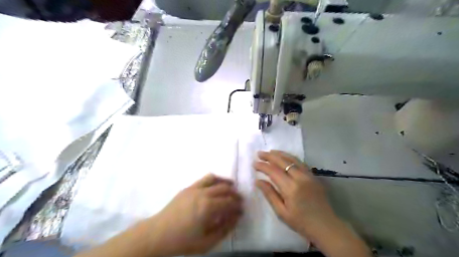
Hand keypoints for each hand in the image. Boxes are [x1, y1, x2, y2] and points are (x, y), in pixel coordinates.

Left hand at [146, 174, 242, 255]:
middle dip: (234, 194)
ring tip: (232, 187)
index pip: (229, 202)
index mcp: (207, 208)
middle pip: (224, 189)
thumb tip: (236, 217)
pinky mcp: (188, 187)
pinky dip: (214, 179)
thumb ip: (224, 229)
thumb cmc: (183, 241)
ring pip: (215, 179)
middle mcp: (203, 194)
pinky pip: (205, 179)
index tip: (242, 210)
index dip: (237, 206)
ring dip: (226, 182)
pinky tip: (216, 185)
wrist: (158, 234)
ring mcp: (194, 188)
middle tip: (239, 200)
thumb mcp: (207, 242)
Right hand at [252, 149, 335, 239]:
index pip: (273, 171)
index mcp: (291, 188)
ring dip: (280, 154)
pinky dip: (290, 158)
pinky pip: (300, 163)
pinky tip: (285, 157)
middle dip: (269, 156)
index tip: (254, 163)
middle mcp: (300, 178)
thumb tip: (258, 181)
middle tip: (259, 153)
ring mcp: (309, 175)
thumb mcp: (281, 212)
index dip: (263, 166)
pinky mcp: (314, 176)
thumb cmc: (301, 222)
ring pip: (292, 159)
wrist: (326, 227)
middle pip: (283, 162)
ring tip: (270, 152)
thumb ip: (269, 194)